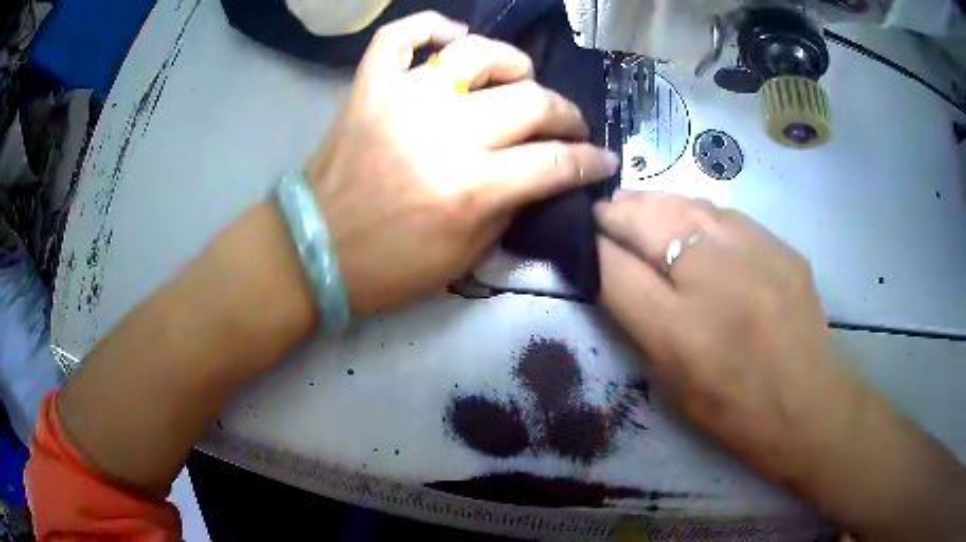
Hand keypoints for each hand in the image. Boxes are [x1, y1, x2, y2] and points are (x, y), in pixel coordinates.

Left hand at [307, 12, 618, 315]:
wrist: (315, 250)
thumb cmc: (390, 266)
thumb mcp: (464, 257)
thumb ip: (509, 208)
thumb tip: (540, 174)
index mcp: (471, 187)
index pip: (555, 162)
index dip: (589, 160)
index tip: (602, 159)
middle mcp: (444, 133)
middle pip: (531, 101)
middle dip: (565, 114)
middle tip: (567, 125)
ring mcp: (402, 100)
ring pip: (476, 54)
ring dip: (512, 62)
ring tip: (520, 78)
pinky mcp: (369, 88)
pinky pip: (398, 37)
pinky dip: (427, 26)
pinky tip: (451, 36)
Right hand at [595, 191, 965, 539]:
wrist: (807, 405)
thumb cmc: (731, 408)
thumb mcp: (670, 378)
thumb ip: (638, 320)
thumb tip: (611, 269)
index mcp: (677, 330)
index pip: (613, 267)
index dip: (589, 247)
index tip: (579, 237)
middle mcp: (714, 280)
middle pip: (648, 219)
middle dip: (616, 212)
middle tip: (604, 213)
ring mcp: (755, 254)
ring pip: (687, 204)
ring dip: (655, 203)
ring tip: (639, 208)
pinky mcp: (781, 246)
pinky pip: (726, 215)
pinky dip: (698, 213)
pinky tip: (693, 223)